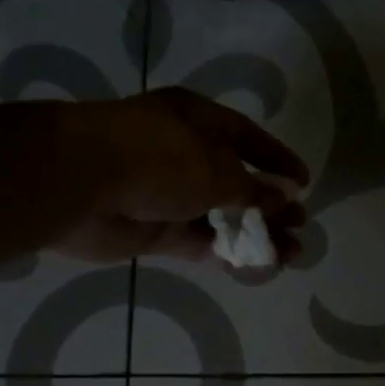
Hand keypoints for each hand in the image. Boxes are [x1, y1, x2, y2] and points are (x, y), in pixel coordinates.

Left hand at [51, 88, 310, 262]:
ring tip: (290, 253)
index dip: (277, 158)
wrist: (81, 184)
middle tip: (300, 225)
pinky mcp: (154, 229)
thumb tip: (282, 199)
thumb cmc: (157, 159)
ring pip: (219, 215)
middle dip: (269, 204)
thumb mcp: (216, 170)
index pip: (247, 136)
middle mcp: (183, 152)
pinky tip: (254, 265)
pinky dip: (225, 251)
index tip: (303, 182)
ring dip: (253, 232)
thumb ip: (252, 190)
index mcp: (197, 120)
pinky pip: (198, 240)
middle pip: (236, 179)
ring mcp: (166, 192)